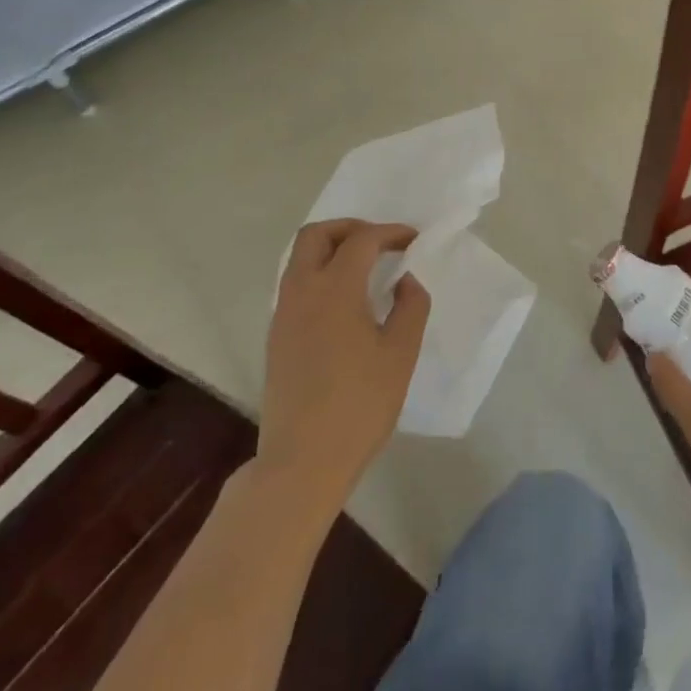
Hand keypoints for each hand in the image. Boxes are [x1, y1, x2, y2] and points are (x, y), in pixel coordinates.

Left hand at [256, 220, 429, 510]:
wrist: (302, 461)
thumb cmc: (360, 404)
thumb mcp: (401, 353)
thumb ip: (410, 306)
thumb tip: (405, 280)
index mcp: (335, 289)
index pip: (362, 240)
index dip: (390, 232)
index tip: (414, 240)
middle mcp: (301, 291)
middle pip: (315, 236)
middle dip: (350, 228)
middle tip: (380, 242)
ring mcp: (283, 315)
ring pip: (300, 259)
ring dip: (331, 250)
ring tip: (365, 269)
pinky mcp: (276, 338)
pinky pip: (295, 285)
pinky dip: (320, 275)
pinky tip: (345, 302)